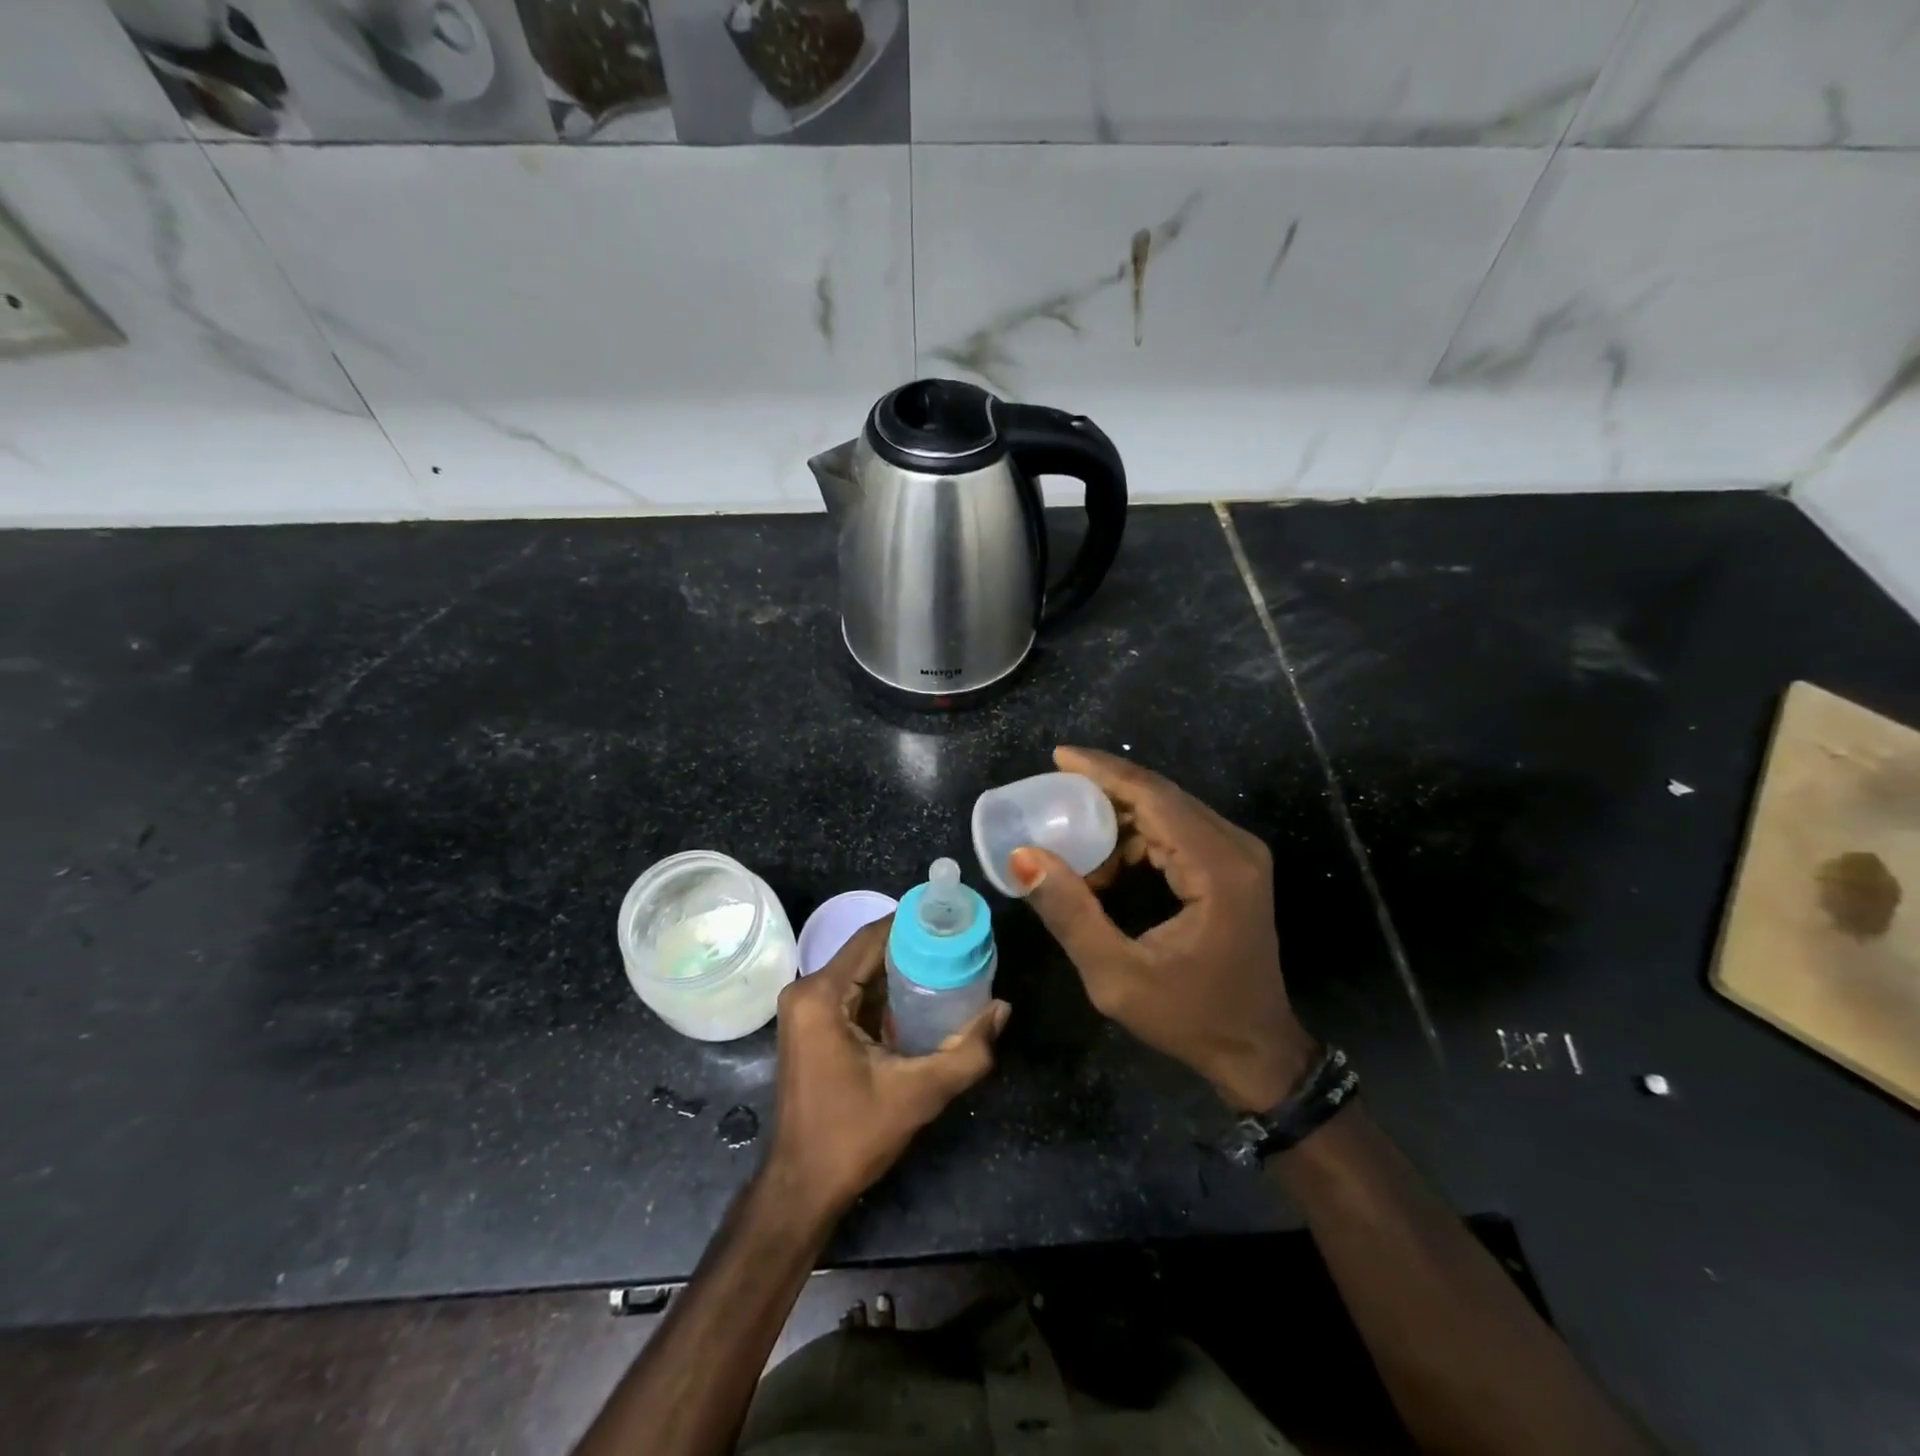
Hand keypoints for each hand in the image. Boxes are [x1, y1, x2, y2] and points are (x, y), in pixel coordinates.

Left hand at [764, 916, 1008, 1219]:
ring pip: (863, 971)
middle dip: (914, 947)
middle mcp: (807, 990)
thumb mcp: (918, 1094)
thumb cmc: (852, 1137)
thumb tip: (1002, 1009)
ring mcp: (805, 1008)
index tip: (954, 919)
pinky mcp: (811, 1025)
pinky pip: (854, 993)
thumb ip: (967, 1052)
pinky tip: (922, 999)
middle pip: (868, 951)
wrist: (802, 1187)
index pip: (873, 936)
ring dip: (902, 970)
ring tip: (950, 965)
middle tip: (960, 946)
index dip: (914, 923)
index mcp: (821, 994)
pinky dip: (886, 992)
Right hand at [1010, 746, 1313, 1110]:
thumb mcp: (1117, 976)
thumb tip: (1024, 857)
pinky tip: (1107, 867)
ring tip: (1073, 843)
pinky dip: (1137, 838)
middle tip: (1052, 794)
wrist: (1257, 1051)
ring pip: (1169, 810)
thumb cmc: (1189, 1018)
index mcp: (1217, 868)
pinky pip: (1179, 831)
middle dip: (1104, 790)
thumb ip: (1070, 913)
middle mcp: (1235, 848)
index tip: (1058, 757)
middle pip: (1162, 795)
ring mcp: (1239, 855)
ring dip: (1118, 819)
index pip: (1153, 796)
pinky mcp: (1233, 866)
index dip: (1102, 771)